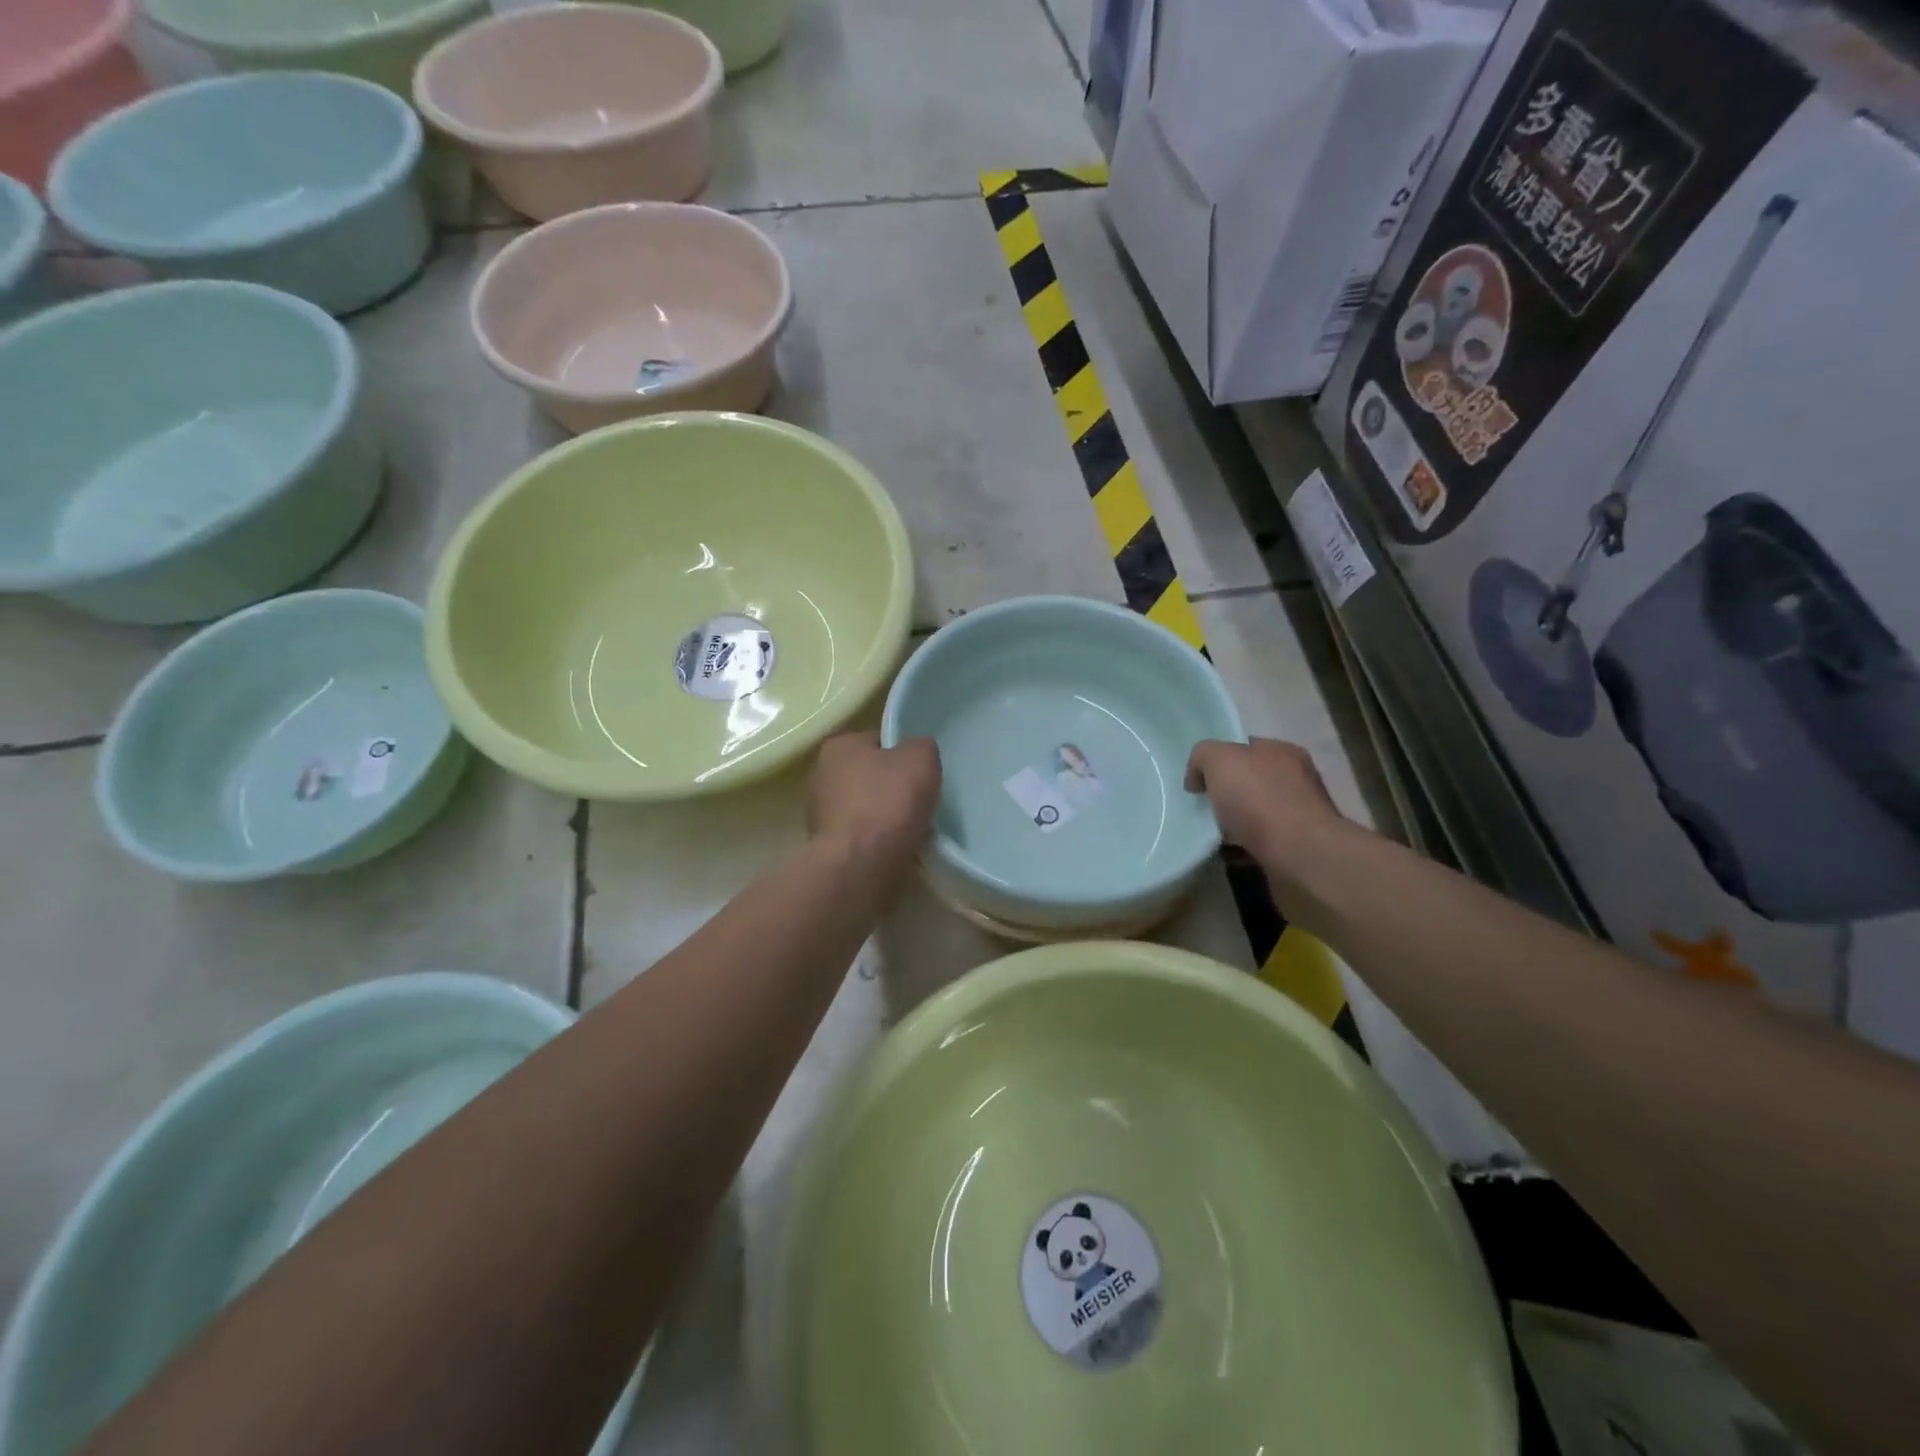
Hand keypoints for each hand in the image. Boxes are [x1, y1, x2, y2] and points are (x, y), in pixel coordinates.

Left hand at [808, 732, 941, 863]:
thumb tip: (917, 753)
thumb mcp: (921, 758)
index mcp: (838, 746)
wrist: (860, 865)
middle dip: (895, 786)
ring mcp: (820, 814)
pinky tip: (900, 847)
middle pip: (872, 775)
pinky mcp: (828, 846)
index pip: (879, 740)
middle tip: (923, 799)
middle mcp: (822, 775)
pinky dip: (881, 839)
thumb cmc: (888, 802)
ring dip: (889, 816)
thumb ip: (921, 746)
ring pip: (868, 807)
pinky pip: (864, 835)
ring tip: (915, 827)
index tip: (923, 771)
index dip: (905, 752)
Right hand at [1185, 738, 1346, 869]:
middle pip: (1249, 782)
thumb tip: (1198, 778)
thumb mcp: (1218, 759)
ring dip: (1232, 824)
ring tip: (1208, 834)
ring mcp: (1299, 817)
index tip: (1198, 780)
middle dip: (1225, 794)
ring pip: (1254, 815)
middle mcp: (1296, 780)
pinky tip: (1225, 853)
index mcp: (1282, 752)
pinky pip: (1259, 844)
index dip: (1219, 760)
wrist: (1298, 855)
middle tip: (1200, 806)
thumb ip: (1202, 756)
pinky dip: (1241, 848)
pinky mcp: (1295, 849)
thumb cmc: (1259, 799)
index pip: (1245, 748)